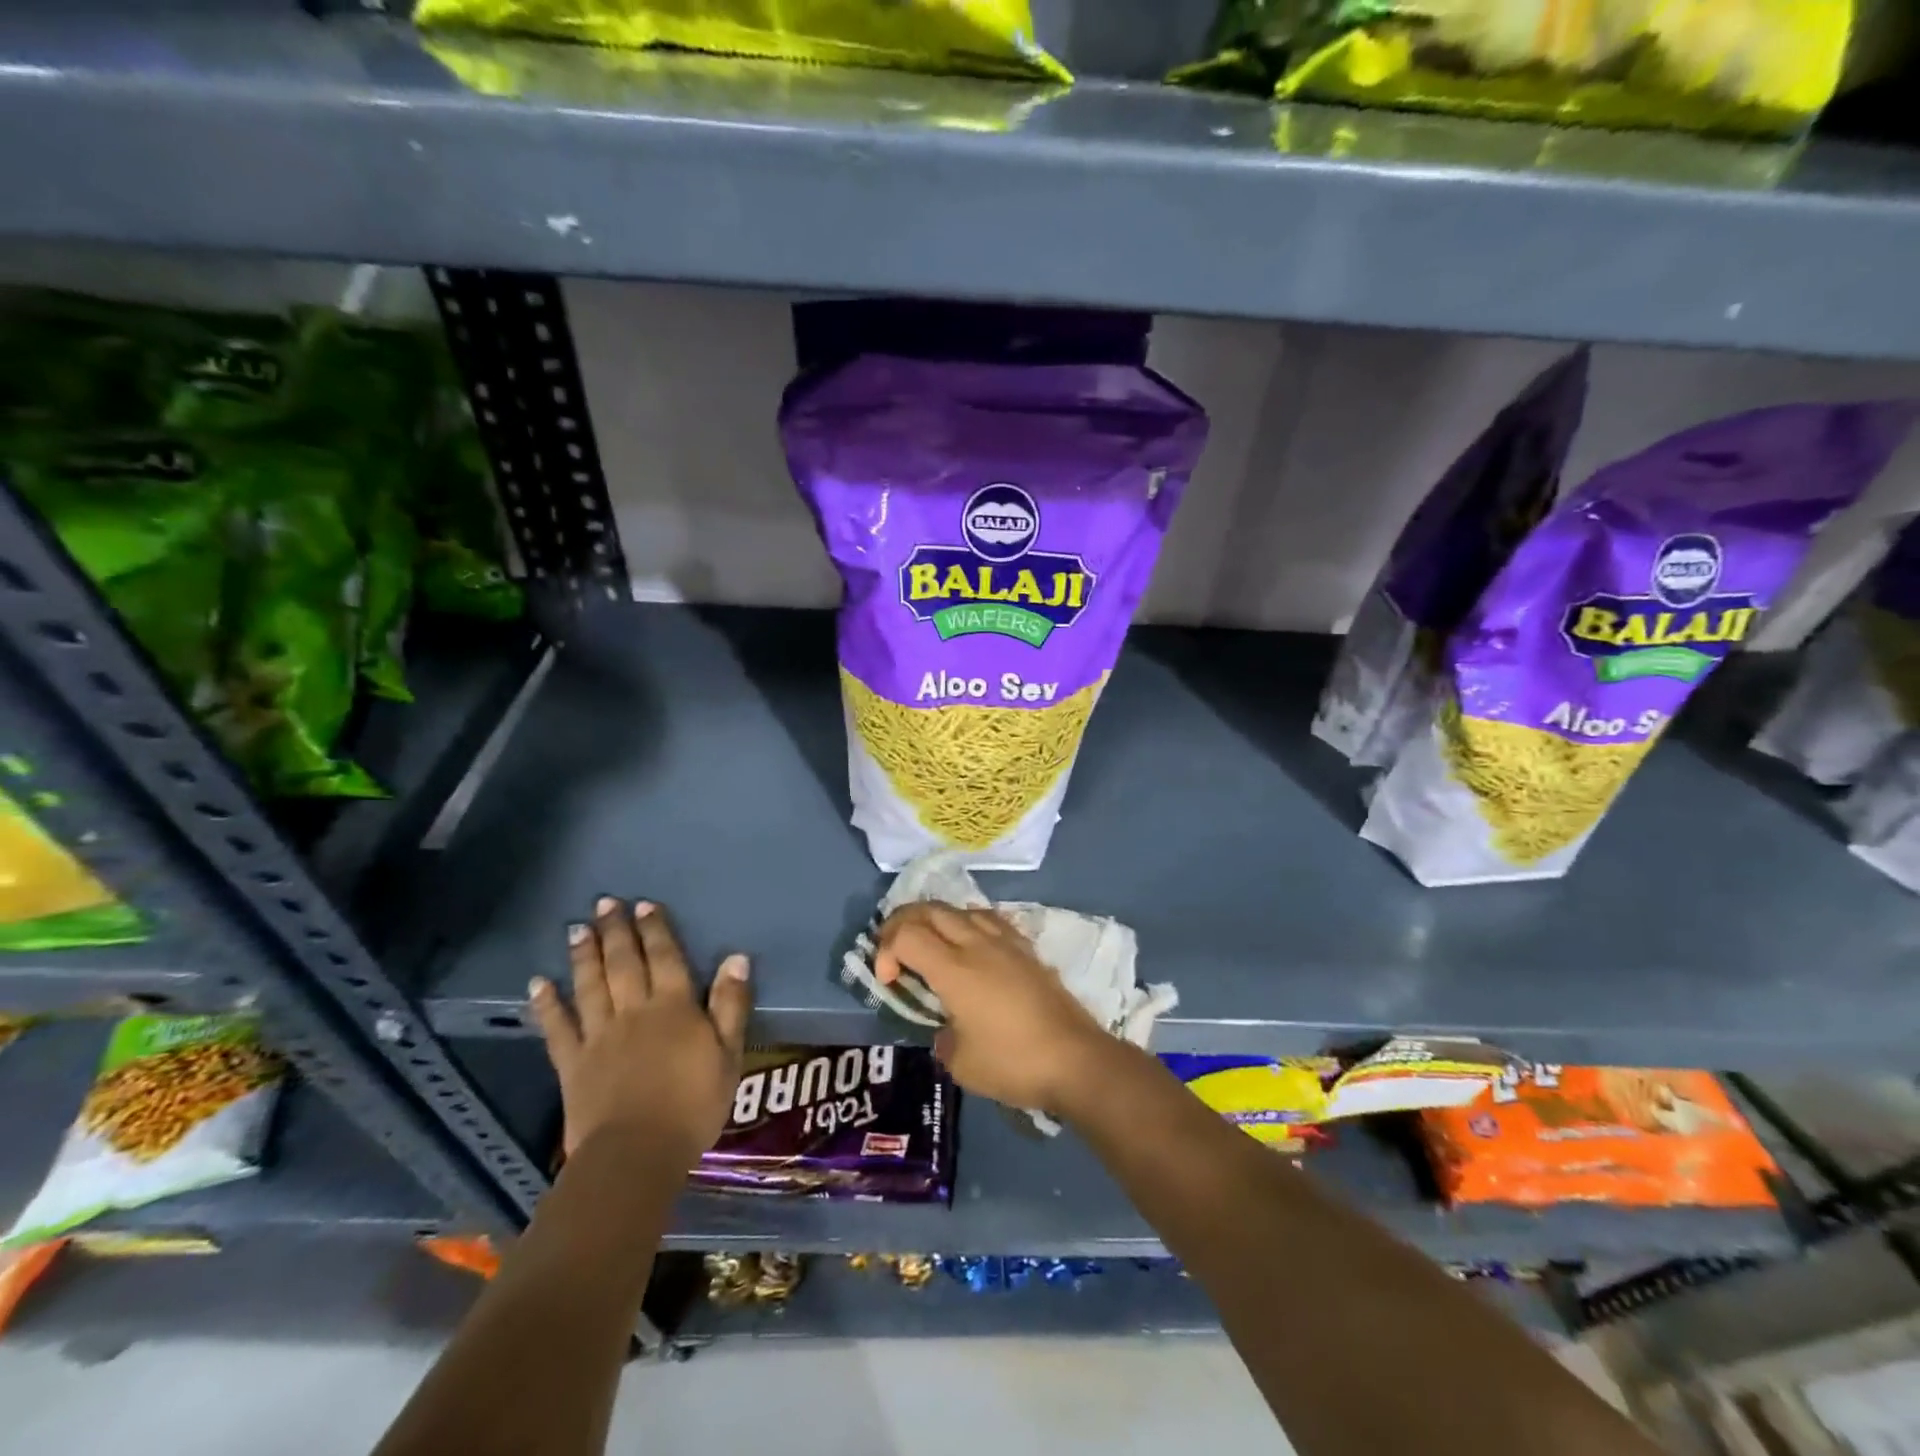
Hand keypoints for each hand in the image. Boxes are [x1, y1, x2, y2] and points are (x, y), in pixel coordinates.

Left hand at [528, 897, 751, 1164]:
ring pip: (590, 986)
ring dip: (584, 955)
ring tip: (577, 929)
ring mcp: (599, 1036)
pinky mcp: (573, 1064)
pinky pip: (558, 1028)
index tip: (644, 905)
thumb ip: (731, 1005)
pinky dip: (547, 1004)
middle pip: (624, 963)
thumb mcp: (729, 1055)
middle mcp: (634, 1011)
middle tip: (605, 903)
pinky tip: (538, 984)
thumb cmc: (693, 1105)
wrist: (636, 1154)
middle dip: (616, 931)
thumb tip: (736, 958)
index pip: (666, 958)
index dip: (656, 930)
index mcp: (674, 1007)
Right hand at [874, 903, 1108, 1113]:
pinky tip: (970, 947)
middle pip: (929, 909)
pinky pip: (988, 919)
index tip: (888, 981)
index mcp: (954, 969)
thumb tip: (946, 1028)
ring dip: (936, 920)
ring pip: (960, 908)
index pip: (907, 935)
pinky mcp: (1026, 949)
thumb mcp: (961, 1063)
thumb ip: (942, 1038)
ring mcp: (1005, 942)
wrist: (1075, 1059)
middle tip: (894, 951)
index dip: (886, 950)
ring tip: (930, 945)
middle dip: (902, 923)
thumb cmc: (1013, 1063)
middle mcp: (977, 944)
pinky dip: (967, 924)